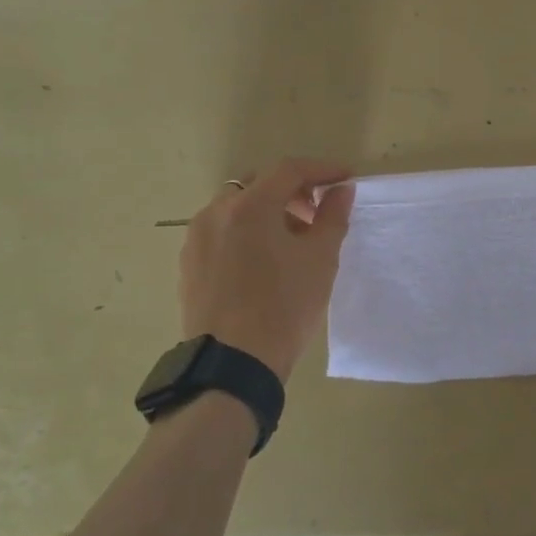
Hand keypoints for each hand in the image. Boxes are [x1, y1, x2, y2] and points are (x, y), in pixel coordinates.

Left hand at [178, 158, 355, 381]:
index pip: (289, 170)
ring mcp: (196, 239)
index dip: (322, 169)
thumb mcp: (320, 261)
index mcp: (248, 206)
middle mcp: (215, 212)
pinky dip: (247, 233)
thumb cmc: (284, 308)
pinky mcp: (189, 265)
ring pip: (237, 209)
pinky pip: (222, 233)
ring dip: (268, 213)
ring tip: (292, 242)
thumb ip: (332, 217)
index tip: (346, 179)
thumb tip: (340, 190)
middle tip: (318, 214)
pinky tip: (264, 263)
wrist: (233, 366)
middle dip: (293, 192)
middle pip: (259, 185)